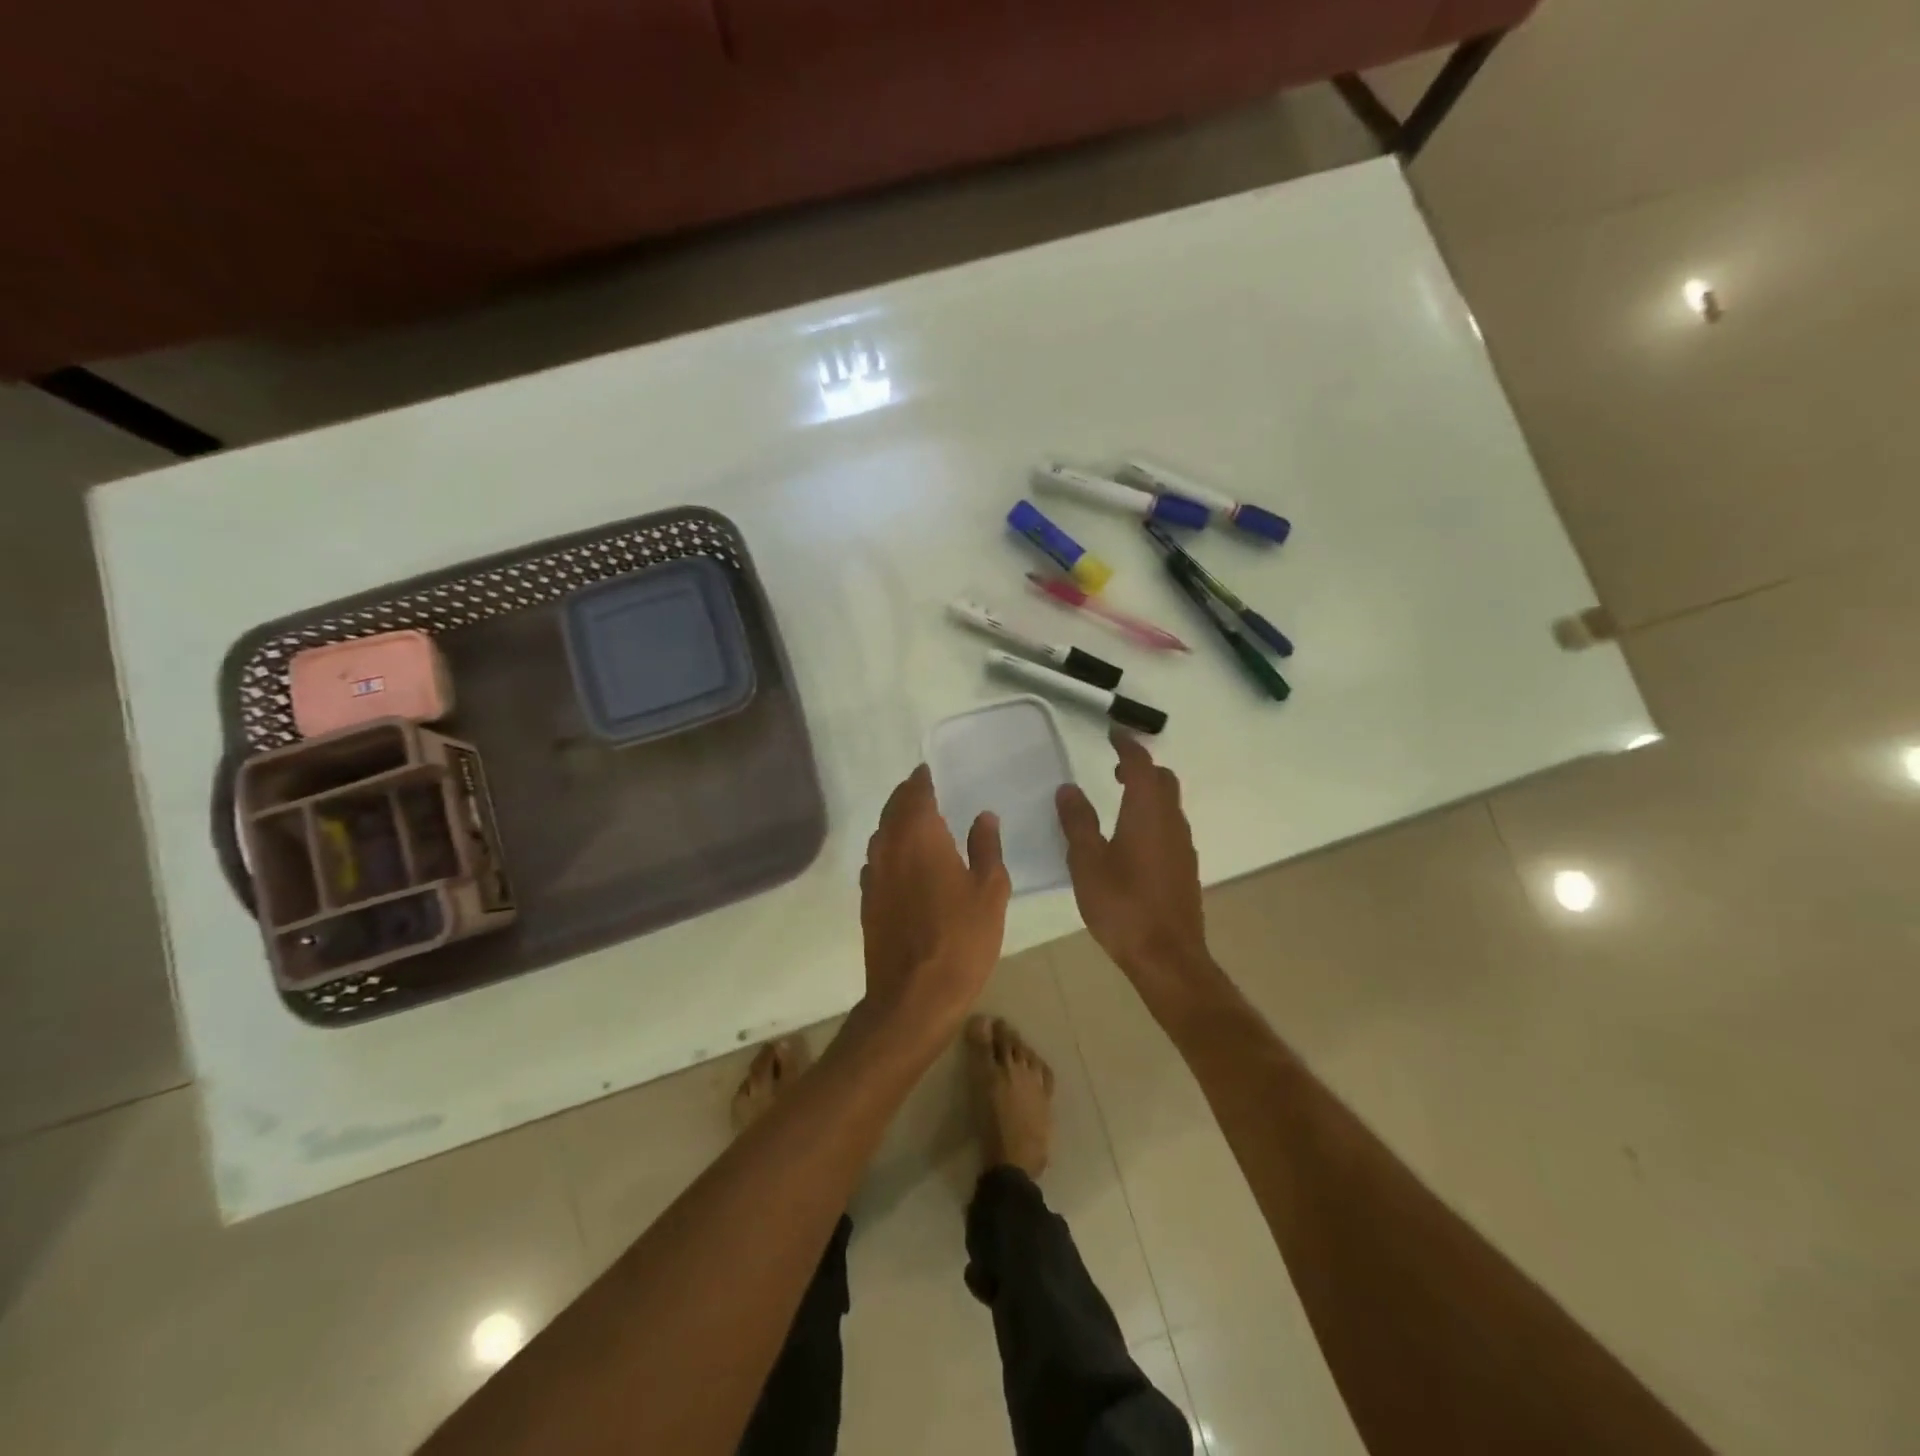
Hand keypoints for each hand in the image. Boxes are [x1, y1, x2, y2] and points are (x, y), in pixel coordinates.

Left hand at [859, 764, 1010, 1041]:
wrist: (913, 997)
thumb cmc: (961, 940)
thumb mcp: (990, 892)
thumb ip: (986, 848)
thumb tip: (983, 816)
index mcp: (920, 837)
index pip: (916, 795)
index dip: (921, 780)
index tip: (927, 771)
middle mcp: (890, 848)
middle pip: (892, 810)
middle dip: (905, 796)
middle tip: (920, 788)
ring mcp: (873, 877)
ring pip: (880, 835)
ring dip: (894, 821)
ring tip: (912, 820)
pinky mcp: (867, 902)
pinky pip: (875, 862)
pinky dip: (887, 851)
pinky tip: (899, 861)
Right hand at [1056, 731, 1215, 1004]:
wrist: (1168, 957)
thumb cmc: (1122, 905)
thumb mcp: (1087, 862)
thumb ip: (1077, 822)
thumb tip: (1068, 788)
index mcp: (1147, 813)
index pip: (1141, 764)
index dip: (1127, 745)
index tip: (1112, 733)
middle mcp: (1171, 822)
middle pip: (1163, 780)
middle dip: (1141, 767)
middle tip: (1113, 768)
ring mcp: (1183, 846)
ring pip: (1169, 804)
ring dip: (1148, 792)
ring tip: (1119, 799)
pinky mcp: (1185, 868)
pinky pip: (1170, 826)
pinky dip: (1153, 815)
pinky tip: (1133, 838)